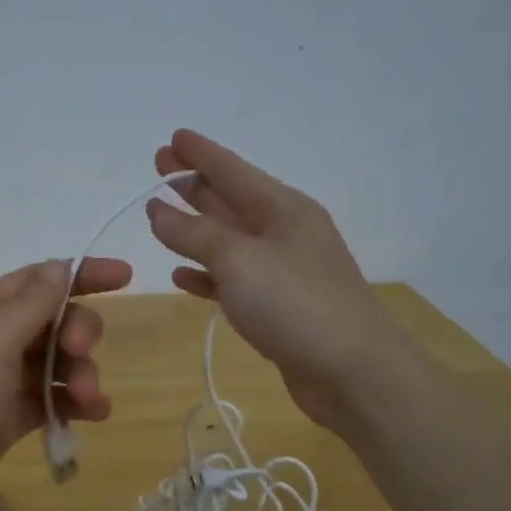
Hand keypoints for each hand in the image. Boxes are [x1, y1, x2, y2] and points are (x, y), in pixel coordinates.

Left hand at [0, 257, 132, 510]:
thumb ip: (31, 306)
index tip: (127, 277)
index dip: (81, 275)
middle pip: (49, 323)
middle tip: (83, 354)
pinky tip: (93, 416)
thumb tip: (61, 267)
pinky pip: (44, 401)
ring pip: (51, 365)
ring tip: (91, 402)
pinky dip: (69, 405)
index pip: (37, 280)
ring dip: (79, 375)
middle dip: (77, 333)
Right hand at [147, 129, 393, 433]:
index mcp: (283, 208)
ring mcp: (282, 270)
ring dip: (196, 228)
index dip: (200, 154)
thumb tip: (158, 210)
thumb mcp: (238, 260)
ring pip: (229, 240)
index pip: (233, 170)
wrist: (352, 373)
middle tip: (159, 168)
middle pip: (230, 200)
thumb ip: (193, 233)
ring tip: (160, 216)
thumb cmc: (296, 304)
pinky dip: (207, 274)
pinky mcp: (277, 307)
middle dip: (194, 184)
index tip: (172, 138)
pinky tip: (182, 275)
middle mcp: (284, 232)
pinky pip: (233, 279)